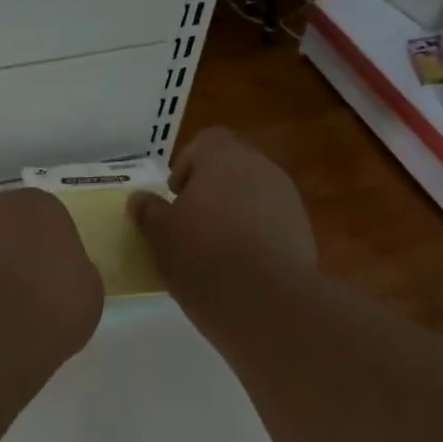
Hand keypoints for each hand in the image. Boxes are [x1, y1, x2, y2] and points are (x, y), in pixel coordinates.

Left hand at [0, 188, 103, 360]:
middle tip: (27, 298)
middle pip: (9, 231)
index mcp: (40, 205)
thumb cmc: (51, 304)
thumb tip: (60, 277)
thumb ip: (74, 274)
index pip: (50, 223)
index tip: (55, 285)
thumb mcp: (88, 293)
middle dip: (15, 258)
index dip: (53, 255)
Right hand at [127, 128, 314, 297]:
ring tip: (214, 249)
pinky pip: (271, 223)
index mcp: (224, 158)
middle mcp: (261, 168)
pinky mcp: (303, 231)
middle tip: (190, 223)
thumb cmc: (202, 256)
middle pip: (232, 167)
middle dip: (211, 190)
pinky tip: (240, 267)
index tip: (175, 195)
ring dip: (234, 213)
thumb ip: (149, 211)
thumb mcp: (160, 235)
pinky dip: (255, 236)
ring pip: (254, 195)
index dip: (187, 164)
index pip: (206, 141)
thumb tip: (139, 199)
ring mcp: (287, 200)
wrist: (264, 300)